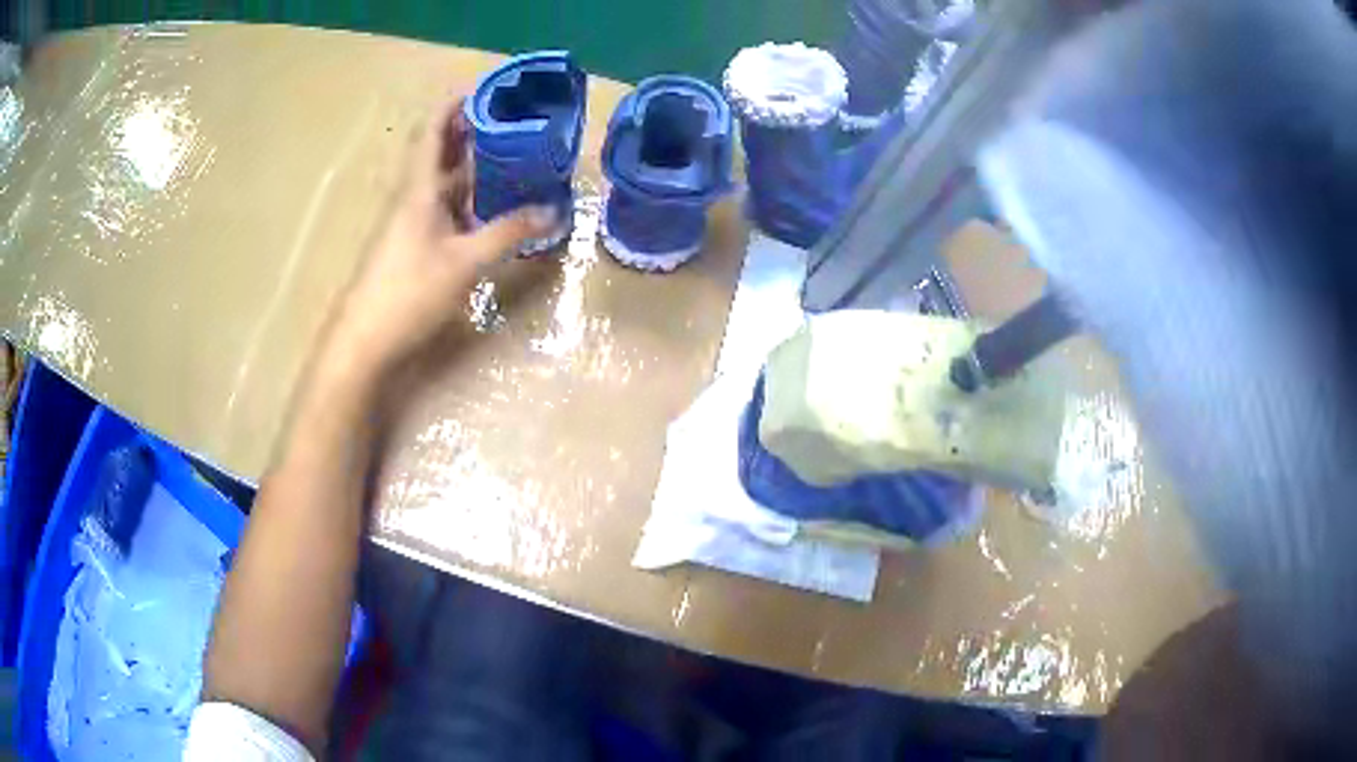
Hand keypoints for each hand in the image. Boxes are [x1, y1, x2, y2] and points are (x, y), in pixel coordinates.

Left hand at [325, 96, 554, 377]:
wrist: (364, 342)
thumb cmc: (409, 291)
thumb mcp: (464, 261)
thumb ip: (508, 233)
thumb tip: (552, 212)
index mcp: (418, 190)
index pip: (433, 133)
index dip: (453, 107)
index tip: (482, 88)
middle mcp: (412, 199)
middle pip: (439, 155)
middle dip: (470, 133)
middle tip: (509, 121)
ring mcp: (409, 225)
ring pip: (442, 185)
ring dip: (471, 169)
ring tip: (509, 156)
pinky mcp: (412, 249)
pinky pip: (443, 212)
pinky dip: (467, 202)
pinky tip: (489, 208)